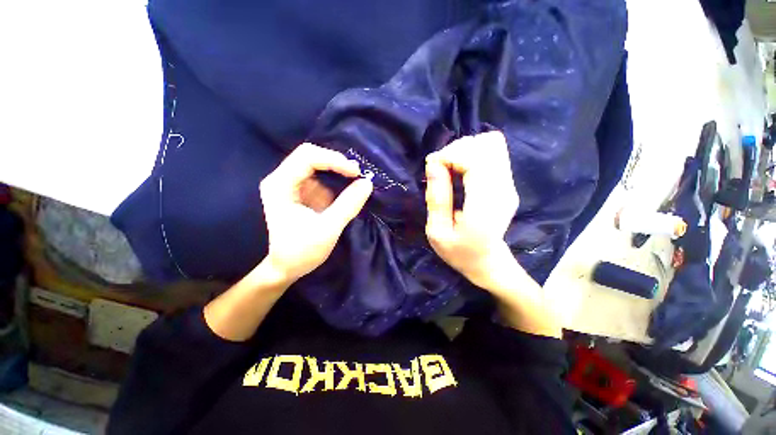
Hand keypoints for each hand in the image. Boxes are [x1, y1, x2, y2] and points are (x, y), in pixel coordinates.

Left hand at [260, 143, 372, 282]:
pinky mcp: (303, 193)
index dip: (334, 160)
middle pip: (311, 156)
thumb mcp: (328, 229)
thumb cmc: (301, 252)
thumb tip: (367, 182)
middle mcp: (283, 179)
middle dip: (336, 163)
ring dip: (338, 171)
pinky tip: (347, 190)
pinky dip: (337, 181)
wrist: (286, 268)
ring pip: (318, 166)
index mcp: (280, 185)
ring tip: (356, 182)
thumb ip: (348, 204)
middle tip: (357, 175)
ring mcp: (292, 185)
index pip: (307, 157)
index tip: (356, 173)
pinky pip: (322, 178)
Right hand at [424, 131, 519, 290]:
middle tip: (440, 168)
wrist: (488, 262)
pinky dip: (473, 153)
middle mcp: (503, 189)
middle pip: (486, 145)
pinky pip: (493, 151)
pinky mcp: (507, 181)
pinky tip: (461, 169)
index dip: (451, 154)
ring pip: (492, 143)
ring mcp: (509, 184)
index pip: (476, 160)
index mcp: (485, 206)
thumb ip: (437, 197)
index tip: (432, 165)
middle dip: (457, 150)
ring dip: (465, 150)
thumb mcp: (437, 231)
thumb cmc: (459, 252)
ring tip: (450, 168)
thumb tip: (433, 162)